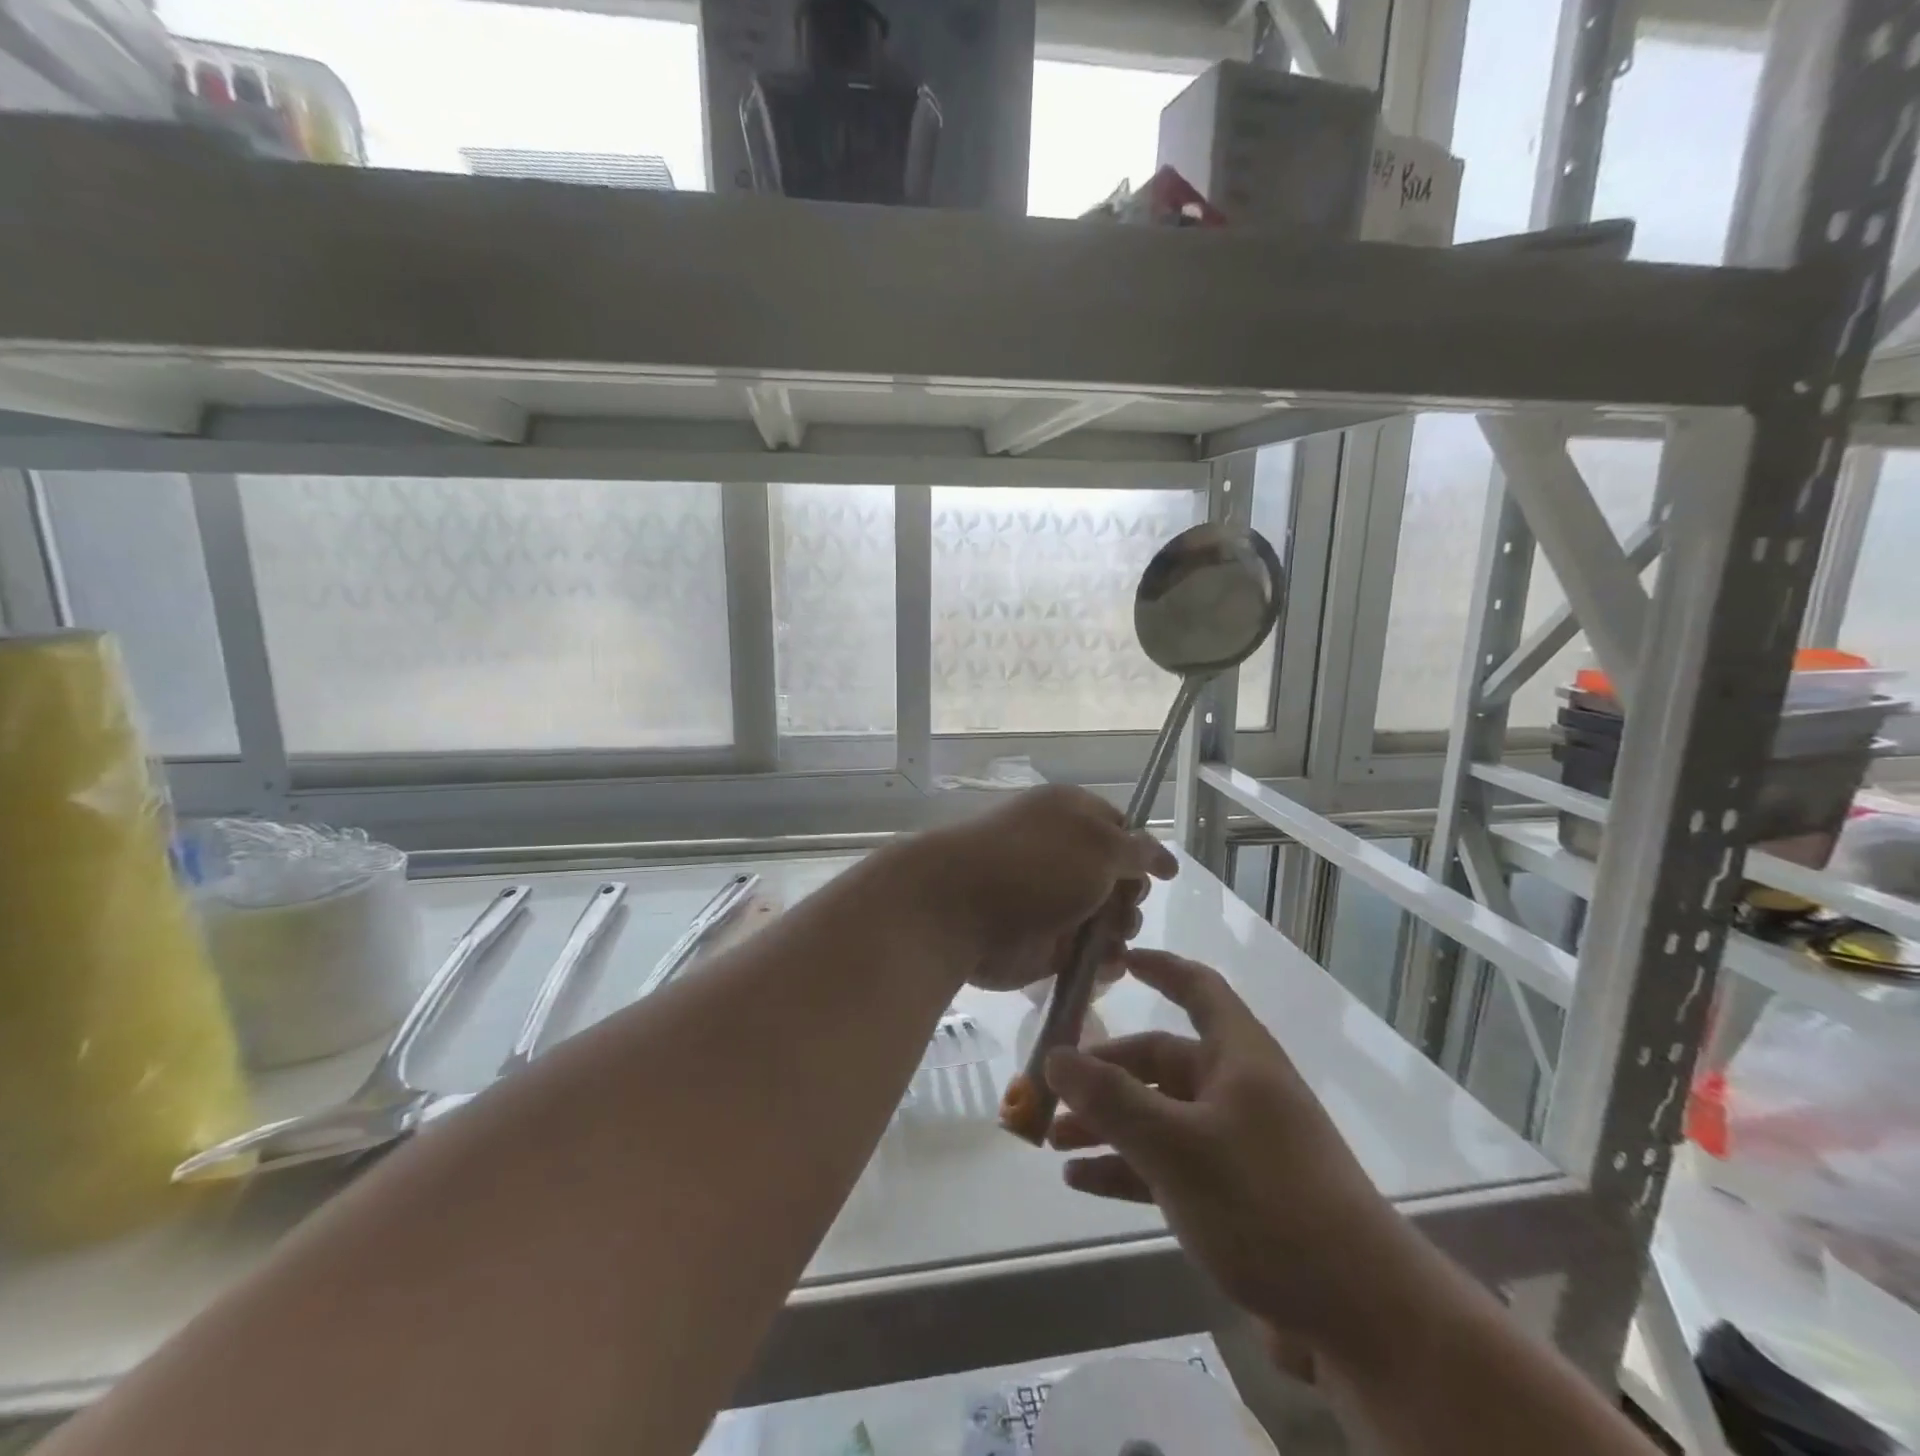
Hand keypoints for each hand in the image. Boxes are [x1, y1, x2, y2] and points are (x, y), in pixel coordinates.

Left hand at [898, 785, 1176, 991]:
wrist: (958, 909)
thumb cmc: (1034, 864)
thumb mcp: (1099, 844)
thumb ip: (1137, 850)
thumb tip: (1162, 856)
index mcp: (1072, 816)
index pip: (1123, 829)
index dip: (1143, 852)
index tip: (1158, 874)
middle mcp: (1064, 856)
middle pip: (1121, 879)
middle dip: (1131, 896)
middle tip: (1119, 906)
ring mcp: (1053, 901)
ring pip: (1110, 919)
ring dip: (1120, 930)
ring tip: (1106, 938)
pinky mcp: (1045, 943)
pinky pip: (1088, 954)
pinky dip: (1102, 961)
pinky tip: (1102, 964)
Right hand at [1043, 948, 1430, 1358]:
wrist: (1363, 1318)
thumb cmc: (1268, 1204)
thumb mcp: (1177, 1147)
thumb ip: (1111, 1100)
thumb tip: (1054, 1055)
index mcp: (1239, 1057)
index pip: (1197, 988)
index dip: (1159, 968)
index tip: (1116, 960)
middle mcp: (1238, 1090)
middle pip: (1162, 1061)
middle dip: (1105, 1074)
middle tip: (1053, 1089)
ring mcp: (1237, 1145)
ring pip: (1160, 1117)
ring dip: (1108, 1125)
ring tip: (1055, 1140)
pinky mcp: (1235, 1197)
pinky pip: (1168, 1166)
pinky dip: (1127, 1169)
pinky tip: (1082, 1182)